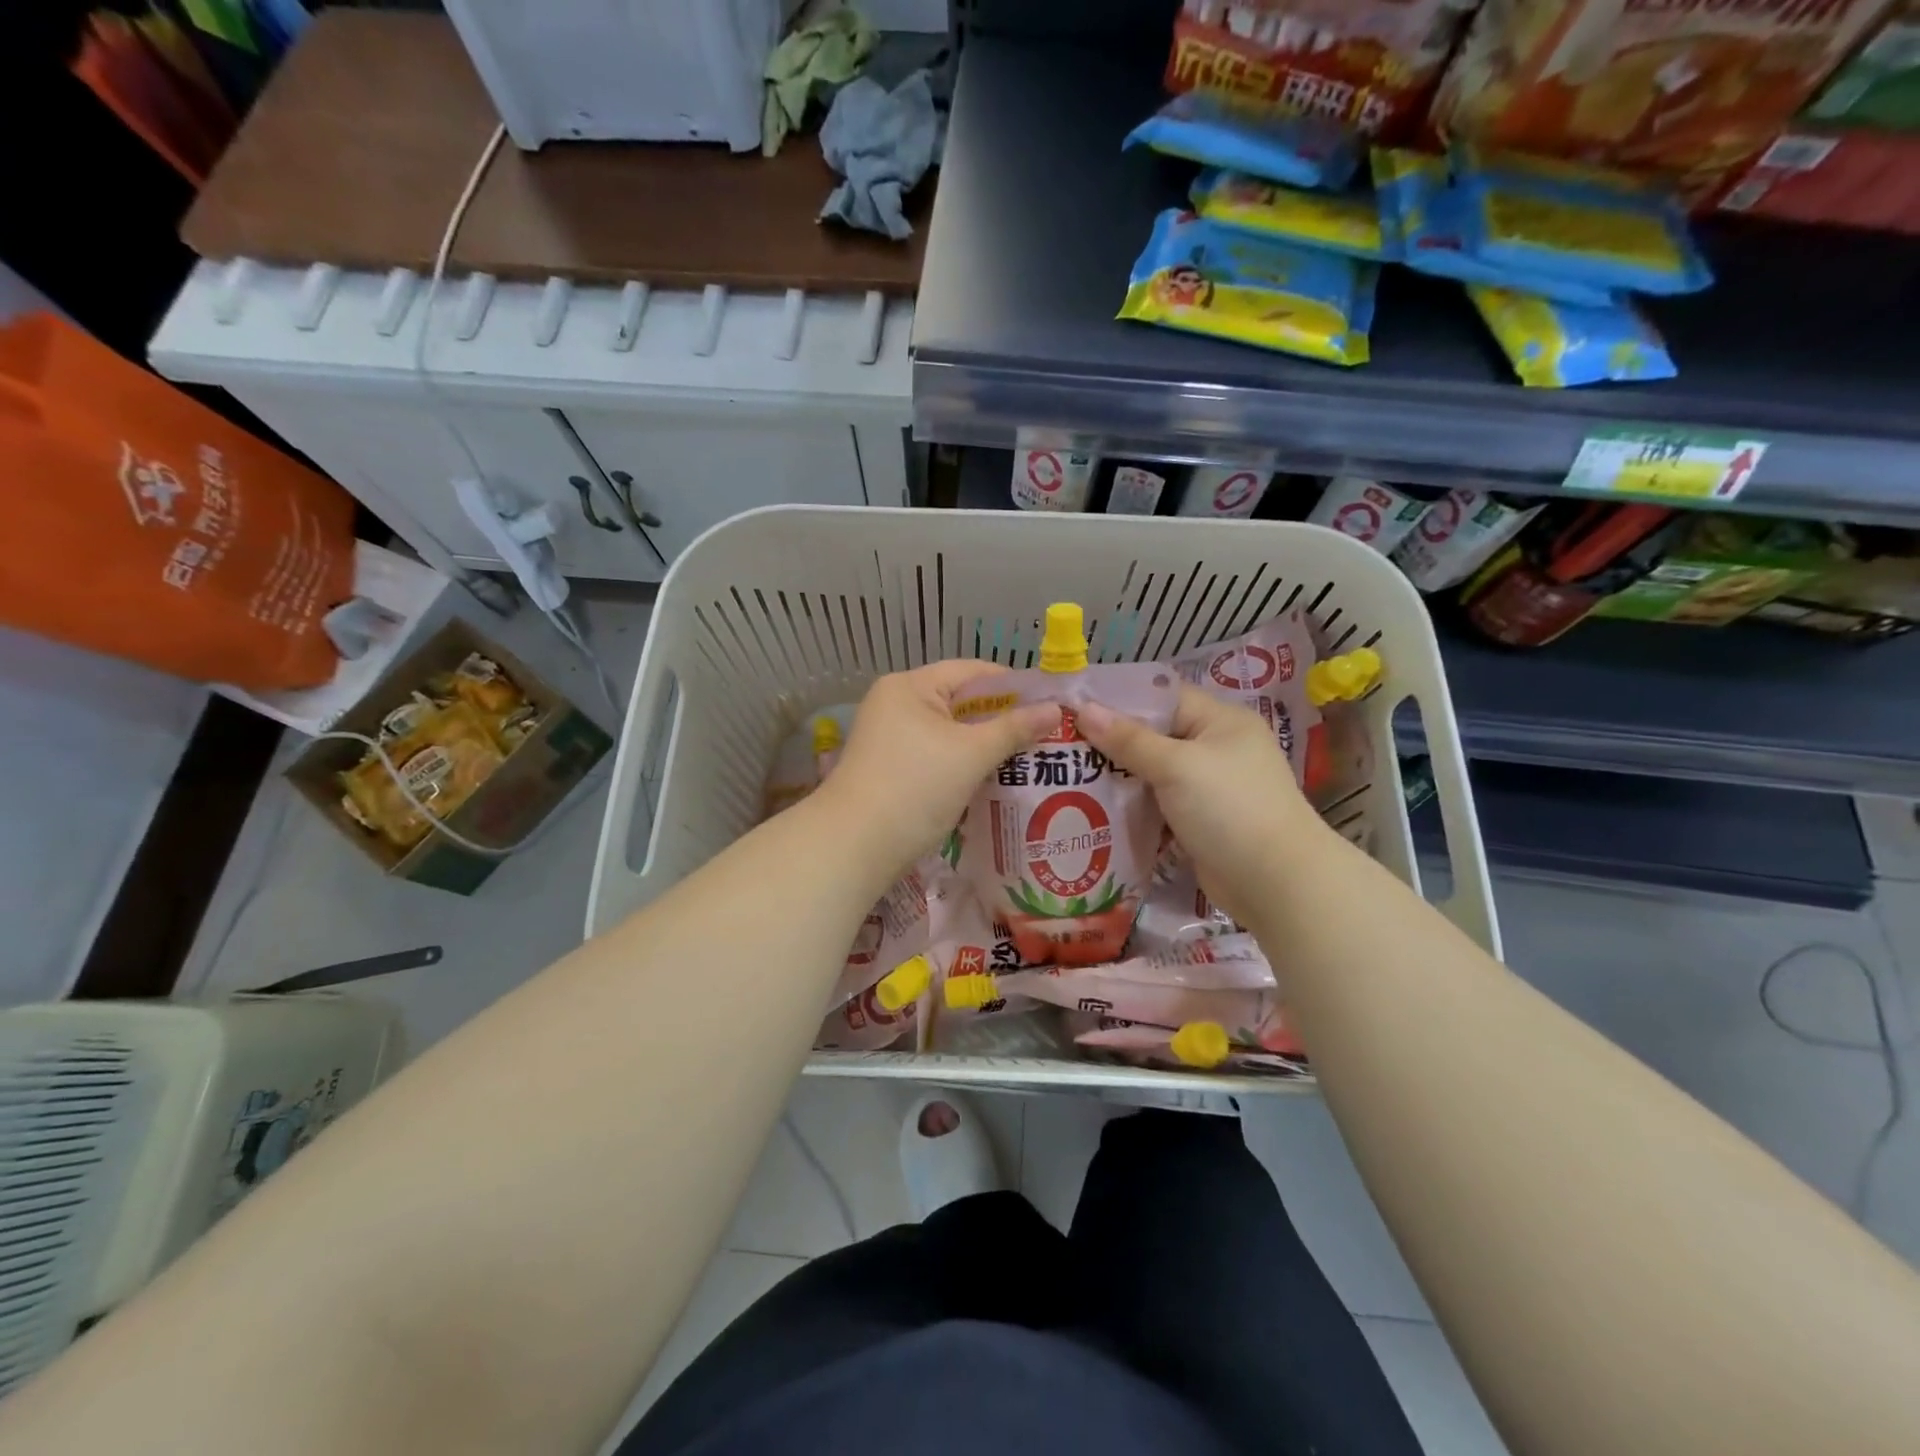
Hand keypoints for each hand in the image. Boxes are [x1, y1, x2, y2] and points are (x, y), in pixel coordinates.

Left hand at [814, 661, 1060, 881]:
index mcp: (910, 687)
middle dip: (1002, 719)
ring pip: (951, 733)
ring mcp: (890, 738)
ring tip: (1028, 758)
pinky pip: (937, 755)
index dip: (1013, 686)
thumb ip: (1014, 729)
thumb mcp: (971, 755)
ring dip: (985, 745)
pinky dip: (964, 764)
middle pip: (961, 702)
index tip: (1050, 706)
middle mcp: (896, 704)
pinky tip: (993, 779)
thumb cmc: (915, 788)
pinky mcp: (891, 768)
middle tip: (1045, 736)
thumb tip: (1055, 709)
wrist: (855, 846)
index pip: (972, 672)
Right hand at [1076, 686, 1329, 926]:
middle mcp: (1216, 748)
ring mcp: (1208, 787)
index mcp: (1220, 721)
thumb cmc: (1230, 809)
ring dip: (1118, 777)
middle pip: (1154, 735)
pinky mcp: (1199, 821)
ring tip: (1067, 775)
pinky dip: (1132, 806)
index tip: (1072, 706)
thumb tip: (1083, 709)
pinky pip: (1158, 804)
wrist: (1276, 883)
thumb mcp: (1177, 766)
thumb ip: (1129, 739)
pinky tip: (1094, 807)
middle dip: (1111, 741)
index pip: (1162, 697)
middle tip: (1062, 744)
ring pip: (1152, 772)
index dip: (1118, 699)